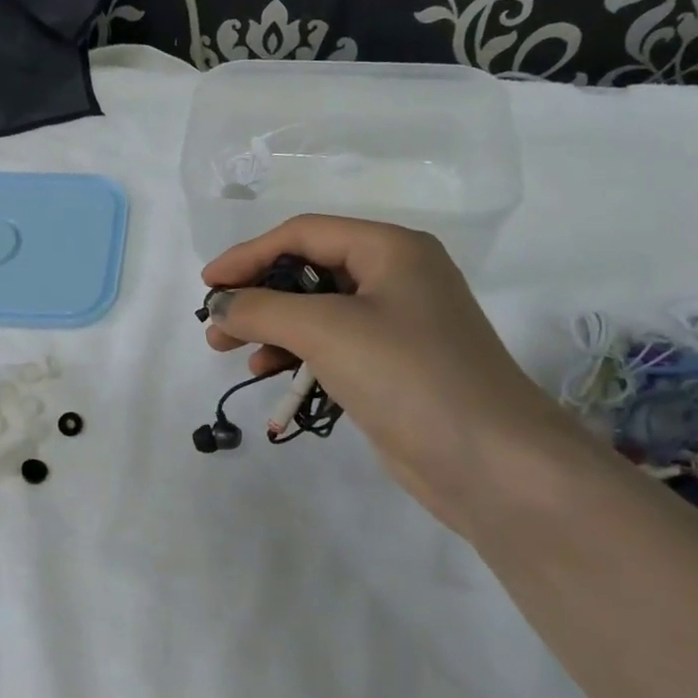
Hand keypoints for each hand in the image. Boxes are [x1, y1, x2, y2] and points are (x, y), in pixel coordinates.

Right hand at [202, 216, 568, 522]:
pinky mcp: (392, 366)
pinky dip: (296, 354)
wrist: (491, 462)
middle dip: (256, 295)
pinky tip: (268, 371)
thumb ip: (262, 309)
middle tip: (213, 322)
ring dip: (270, 327)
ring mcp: (396, 324)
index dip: (247, 254)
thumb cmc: (408, 375)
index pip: (302, 235)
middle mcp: (395, 277)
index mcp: (390, 249)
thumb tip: (219, 305)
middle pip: (308, 271)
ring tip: (227, 350)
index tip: (206, 285)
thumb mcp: (326, 330)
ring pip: (316, 312)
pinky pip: (331, 346)